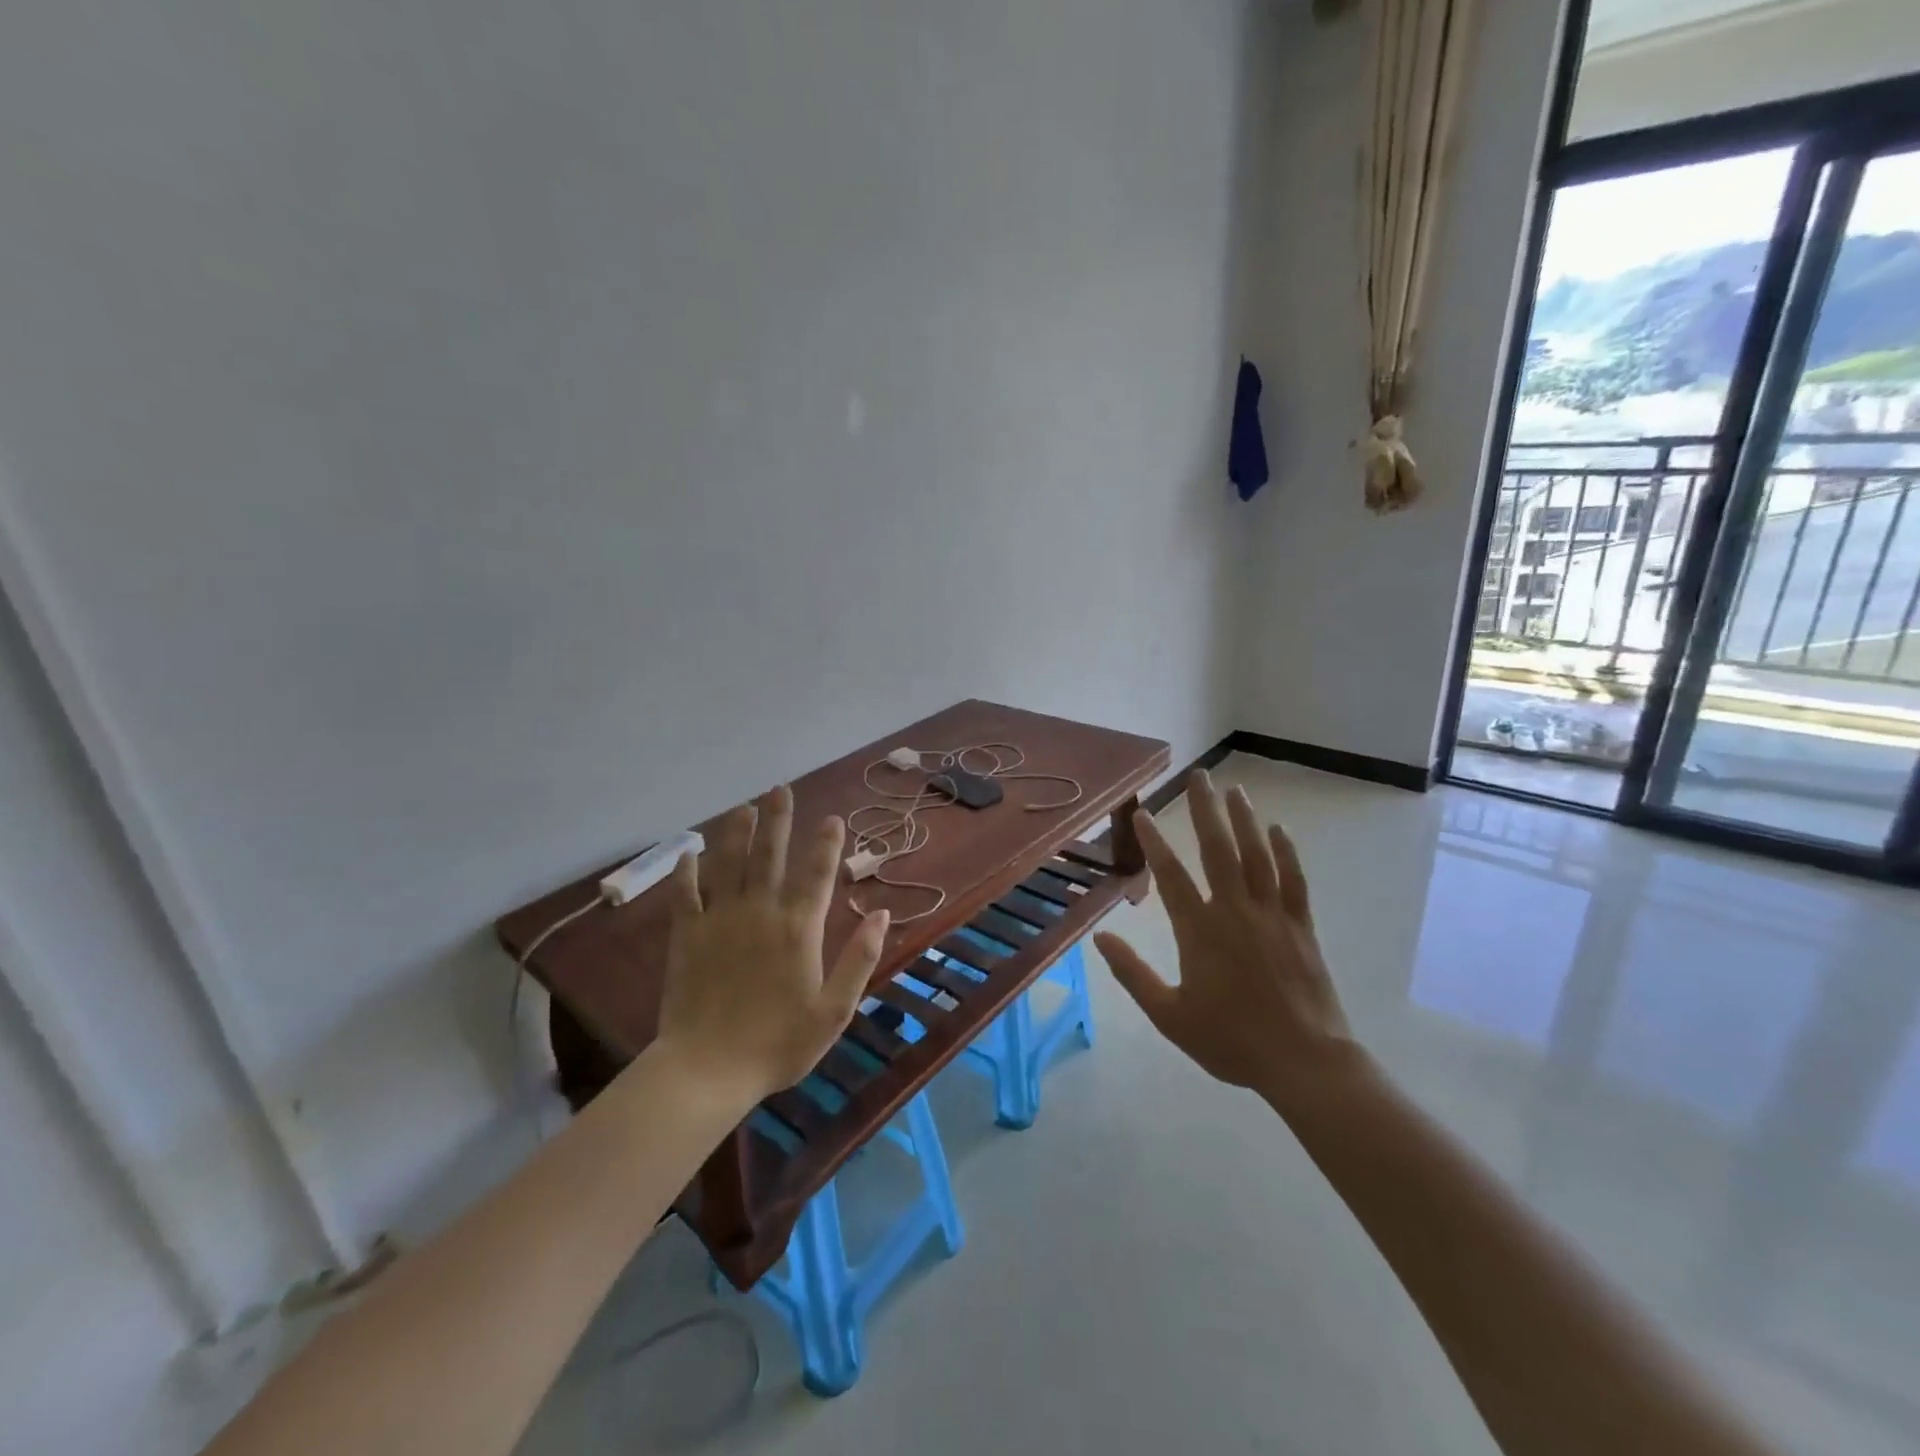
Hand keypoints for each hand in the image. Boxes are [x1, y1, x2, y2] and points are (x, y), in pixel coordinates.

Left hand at [654, 785, 888, 1108]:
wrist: (708, 1069)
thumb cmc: (778, 1043)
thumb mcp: (834, 1010)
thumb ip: (859, 958)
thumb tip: (880, 913)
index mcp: (799, 927)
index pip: (818, 873)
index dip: (827, 843)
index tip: (833, 818)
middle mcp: (760, 911)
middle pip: (769, 854)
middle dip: (777, 819)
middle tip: (779, 789)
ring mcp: (720, 919)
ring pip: (729, 863)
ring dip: (737, 832)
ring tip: (744, 807)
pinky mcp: (686, 935)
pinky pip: (686, 893)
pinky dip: (687, 871)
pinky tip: (689, 852)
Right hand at [1093, 771, 1355, 1110]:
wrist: (1304, 1061)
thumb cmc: (1231, 1040)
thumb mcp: (1169, 1016)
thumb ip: (1133, 974)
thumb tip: (1100, 937)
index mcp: (1200, 931)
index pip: (1171, 875)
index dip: (1153, 841)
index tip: (1142, 812)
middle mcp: (1234, 911)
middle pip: (1217, 850)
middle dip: (1204, 810)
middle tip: (1198, 777)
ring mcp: (1272, 915)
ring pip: (1256, 856)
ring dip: (1243, 820)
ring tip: (1234, 789)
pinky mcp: (1301, 925)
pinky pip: (1294, 879)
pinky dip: (1287, 852)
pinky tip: (1279, 829)